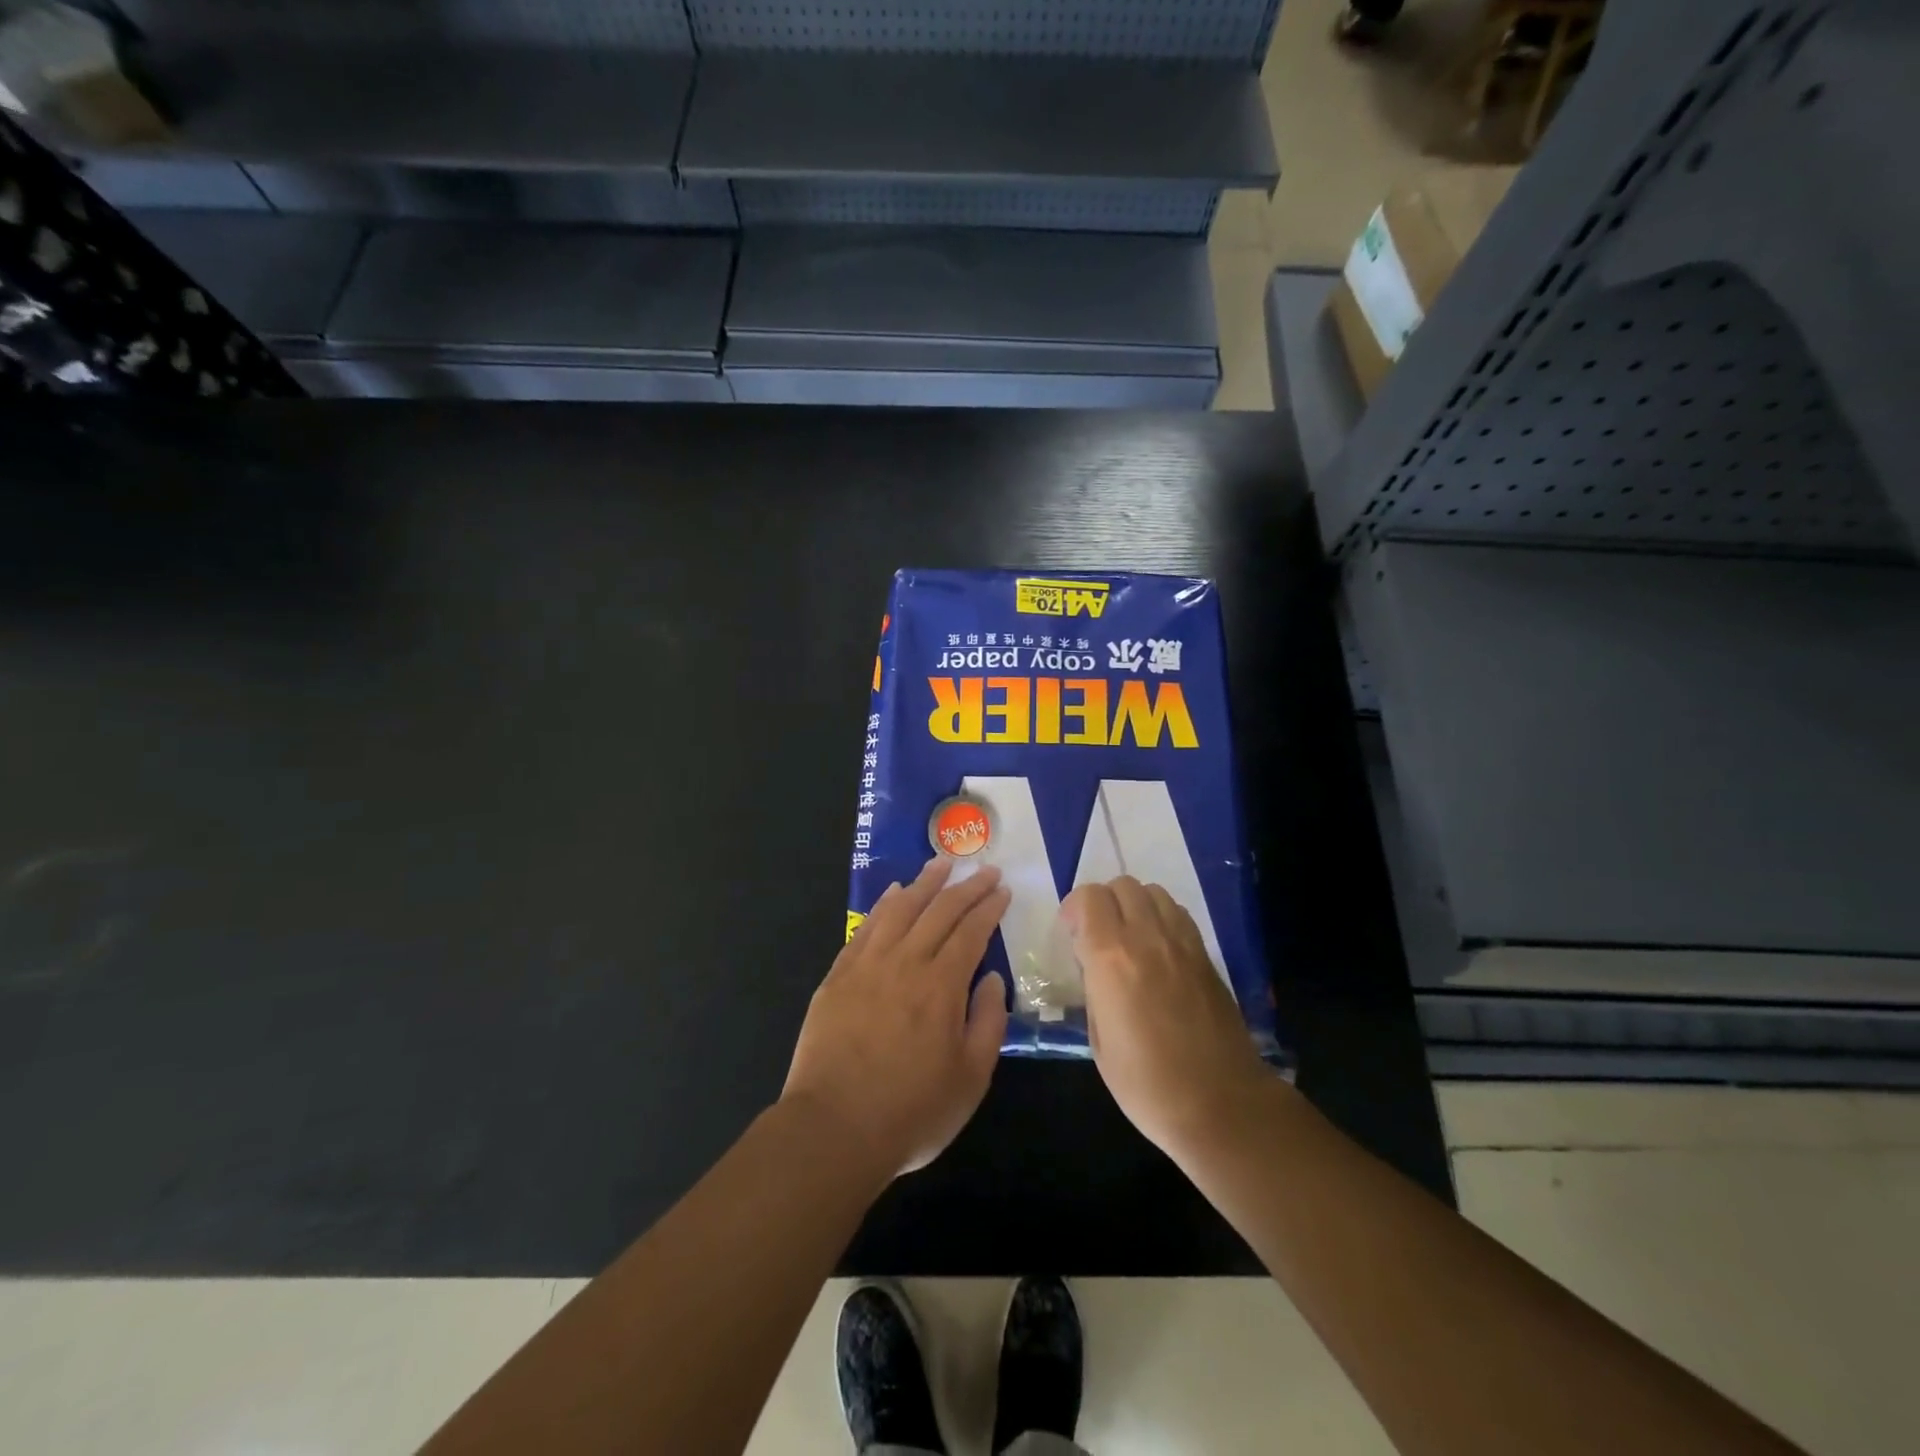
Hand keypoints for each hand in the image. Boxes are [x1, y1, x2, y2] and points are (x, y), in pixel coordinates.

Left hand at [784, 858, 1010, 1178]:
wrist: (833, 1129)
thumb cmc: (912, 1112)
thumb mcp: (971, 1079)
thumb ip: (988, 1022)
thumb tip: (993, 979)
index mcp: (942, 986)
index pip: (971, 931)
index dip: (989, 907)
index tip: (1002, 889)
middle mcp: (906, 963)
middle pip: (939, 911)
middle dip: (966, 886)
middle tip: (984, 869)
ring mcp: (867, 965)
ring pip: (900, 908)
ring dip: (924, 882)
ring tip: (941, 863)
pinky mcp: (838, 975)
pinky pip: (866, 927)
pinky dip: (883, 904)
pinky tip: (893, 892)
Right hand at [1063, 877, 1274, 1158]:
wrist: (1221, 1105)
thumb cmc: (1147, 1084)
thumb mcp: (1099, 1042)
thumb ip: (1094, 991)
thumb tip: (1094, 969)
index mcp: (1111, 958)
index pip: (1089, 898)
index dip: (1074, 908)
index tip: (1071, 934)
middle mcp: (1147, 938)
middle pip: (1122, 884)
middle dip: (1103, 902)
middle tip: (1097, 934)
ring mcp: (1182, 943)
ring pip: (1153, 892)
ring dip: (1134, 905)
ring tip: (1129, 938)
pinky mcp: (1206, 956)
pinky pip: (1178, 914)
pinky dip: (1161, 918)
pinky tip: (1157, 950)